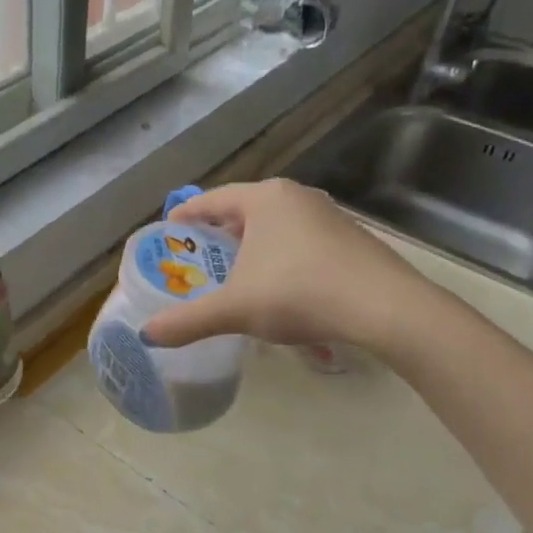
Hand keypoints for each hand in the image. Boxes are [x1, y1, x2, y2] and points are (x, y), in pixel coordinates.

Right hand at [141, 179, 437, 355]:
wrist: (385, 309)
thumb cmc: (298, 294)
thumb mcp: (234, 310)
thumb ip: (187, 321)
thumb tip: (146, 335)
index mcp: (264, 200)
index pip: (211, 199)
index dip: (185, 215)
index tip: (168, 231)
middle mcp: (296, 197)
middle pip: (243, 210)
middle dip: (218, 232)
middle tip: (198, 257)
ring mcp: (328, 216)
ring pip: (275, 225)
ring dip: (251, 245)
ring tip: (234, 272)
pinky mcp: (350, 239)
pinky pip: (300, 240)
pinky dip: (280, 256)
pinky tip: (278, 285)